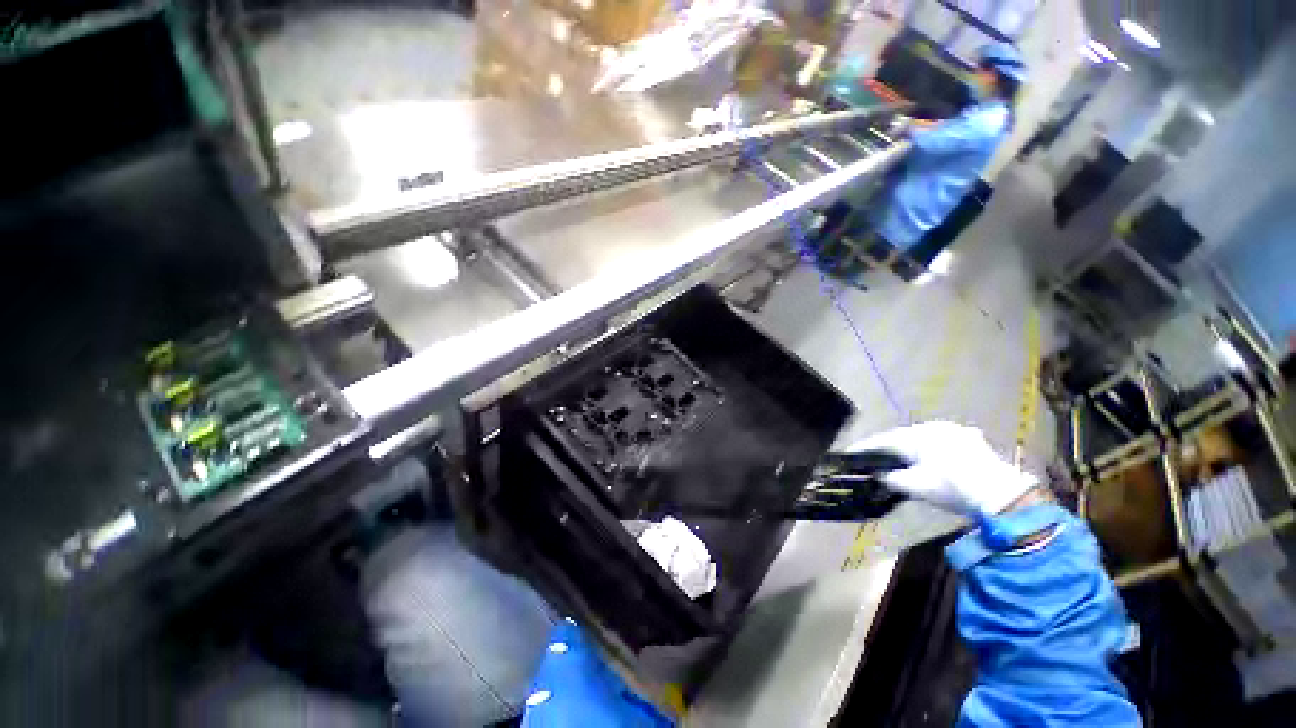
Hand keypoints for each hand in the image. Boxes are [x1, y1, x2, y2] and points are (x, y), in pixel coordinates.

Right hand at [846, 421, 1036, 515]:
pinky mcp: (968, 438)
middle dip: (887, 447)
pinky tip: (928, 458)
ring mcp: (952, 430)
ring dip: (908, 448)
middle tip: (873, 457)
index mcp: (915, 436)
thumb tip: (878, 476)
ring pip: (920, 437)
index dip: (864, 447)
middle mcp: (931, 427)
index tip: (848, 452)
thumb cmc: (952, 487)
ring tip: (899, 458)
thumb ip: (891, 479)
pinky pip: (938, 440)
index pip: (883, 440)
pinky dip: (927, 449)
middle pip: (901, 437)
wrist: (1002, 494)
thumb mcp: (915, 487)